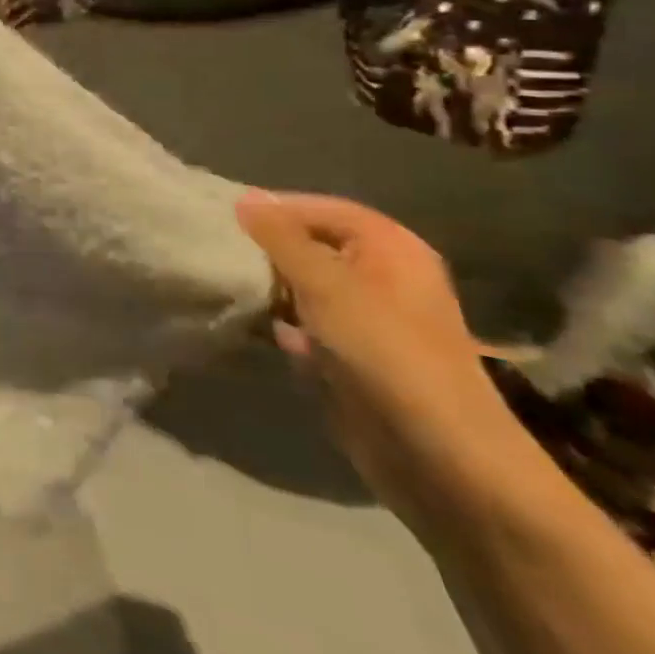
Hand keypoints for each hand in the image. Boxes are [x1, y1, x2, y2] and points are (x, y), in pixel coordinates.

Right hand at [236, 192, 524, 530]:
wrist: (437, 455)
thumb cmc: (384, 352)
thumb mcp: (326, 284)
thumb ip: (281, 238)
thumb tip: (245, 197)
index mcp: (391, 248)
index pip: (321, 209)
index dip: (276, 210)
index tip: (224, 218)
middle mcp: (382, 276)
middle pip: (311, 246)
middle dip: (266, 250)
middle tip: (217, 250)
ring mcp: (367, 319)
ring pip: (303, 286)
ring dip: (269, 288)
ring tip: (226, 285)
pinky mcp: (351, 356)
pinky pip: (305, 324)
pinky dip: (279, 323)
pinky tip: (253, 328)